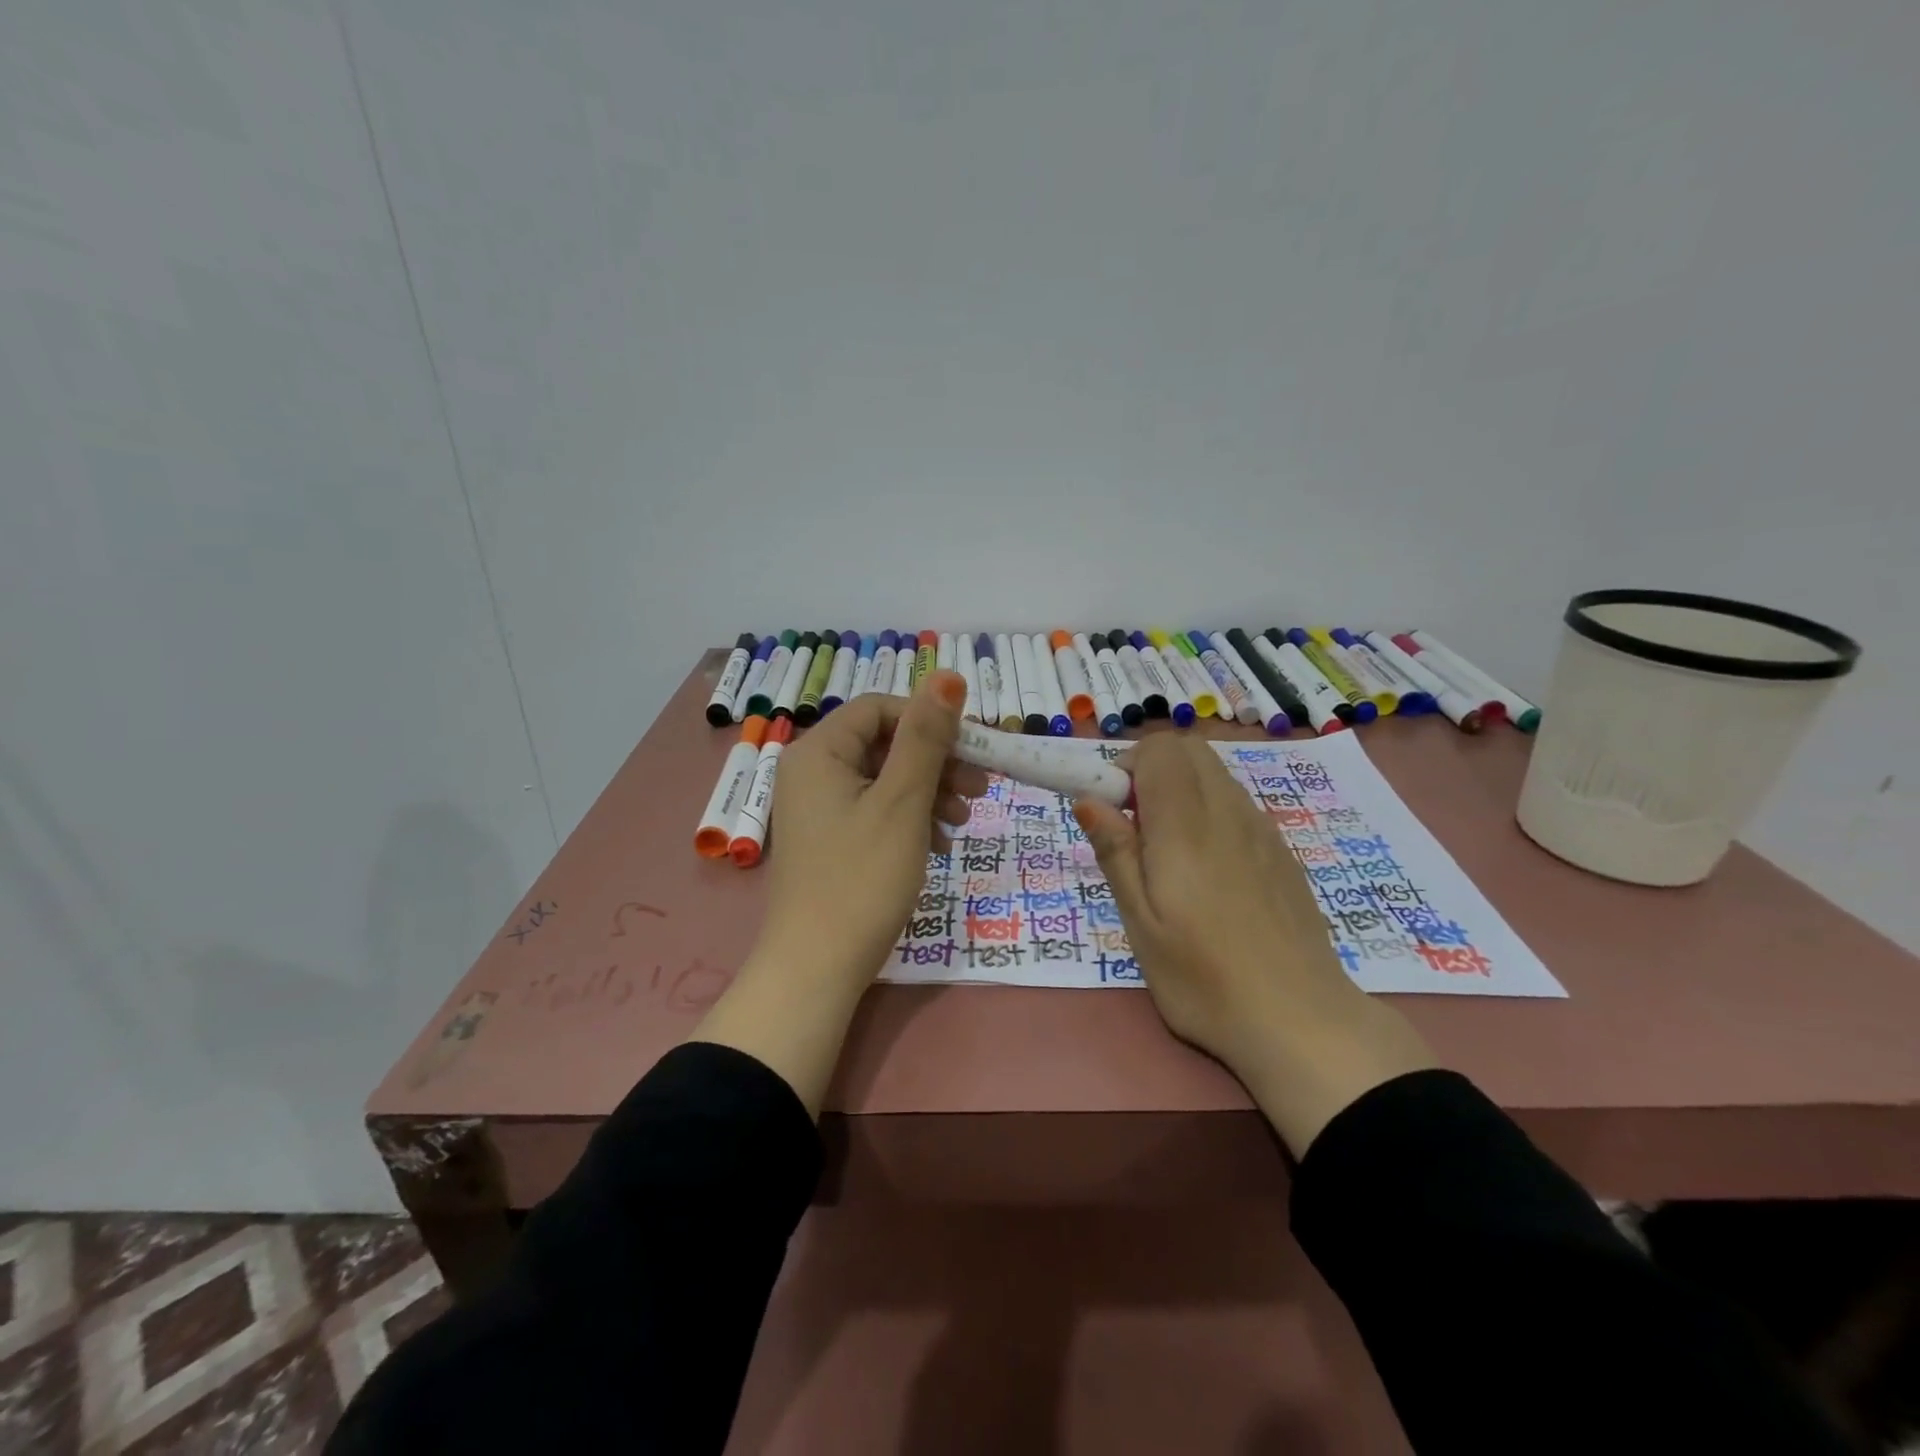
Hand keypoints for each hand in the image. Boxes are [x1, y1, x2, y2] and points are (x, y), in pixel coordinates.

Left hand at [761, 669, 988, 983]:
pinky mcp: (829, 839)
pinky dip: (910, 819)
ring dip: (930, 793)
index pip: (880, 708)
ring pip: (885, 779)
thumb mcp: (903, 801)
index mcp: (819, 752)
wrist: (818, 969)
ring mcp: (817, 808)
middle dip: (936, 762)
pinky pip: (875, 810)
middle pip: (884, 744)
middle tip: (981, 789)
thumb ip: (926, 736)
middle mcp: (811, 771)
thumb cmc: (862, 878)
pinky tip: (940, 843)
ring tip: (964, 821)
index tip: (973, 748)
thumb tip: (948, 674)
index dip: (929, 721)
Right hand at [1074, 735, 1434, 1153]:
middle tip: (1135, 826)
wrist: (1301, 1022)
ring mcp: (1262, 829)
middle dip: (1152, 768)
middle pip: (1189, 749)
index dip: (1126, 765)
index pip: (1159, 750)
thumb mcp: (1141, 924)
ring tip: (1168, 853)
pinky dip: (1210, 809)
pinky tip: (1207, 871)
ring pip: (1215, 774)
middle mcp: (1228, 811)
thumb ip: (1116, 853)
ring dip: (1181, 788)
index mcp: (1186, 825)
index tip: (1113, 811)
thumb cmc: (1204, 979)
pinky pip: (1238, 802)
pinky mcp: (1281, 850)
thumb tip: (1088, 799)